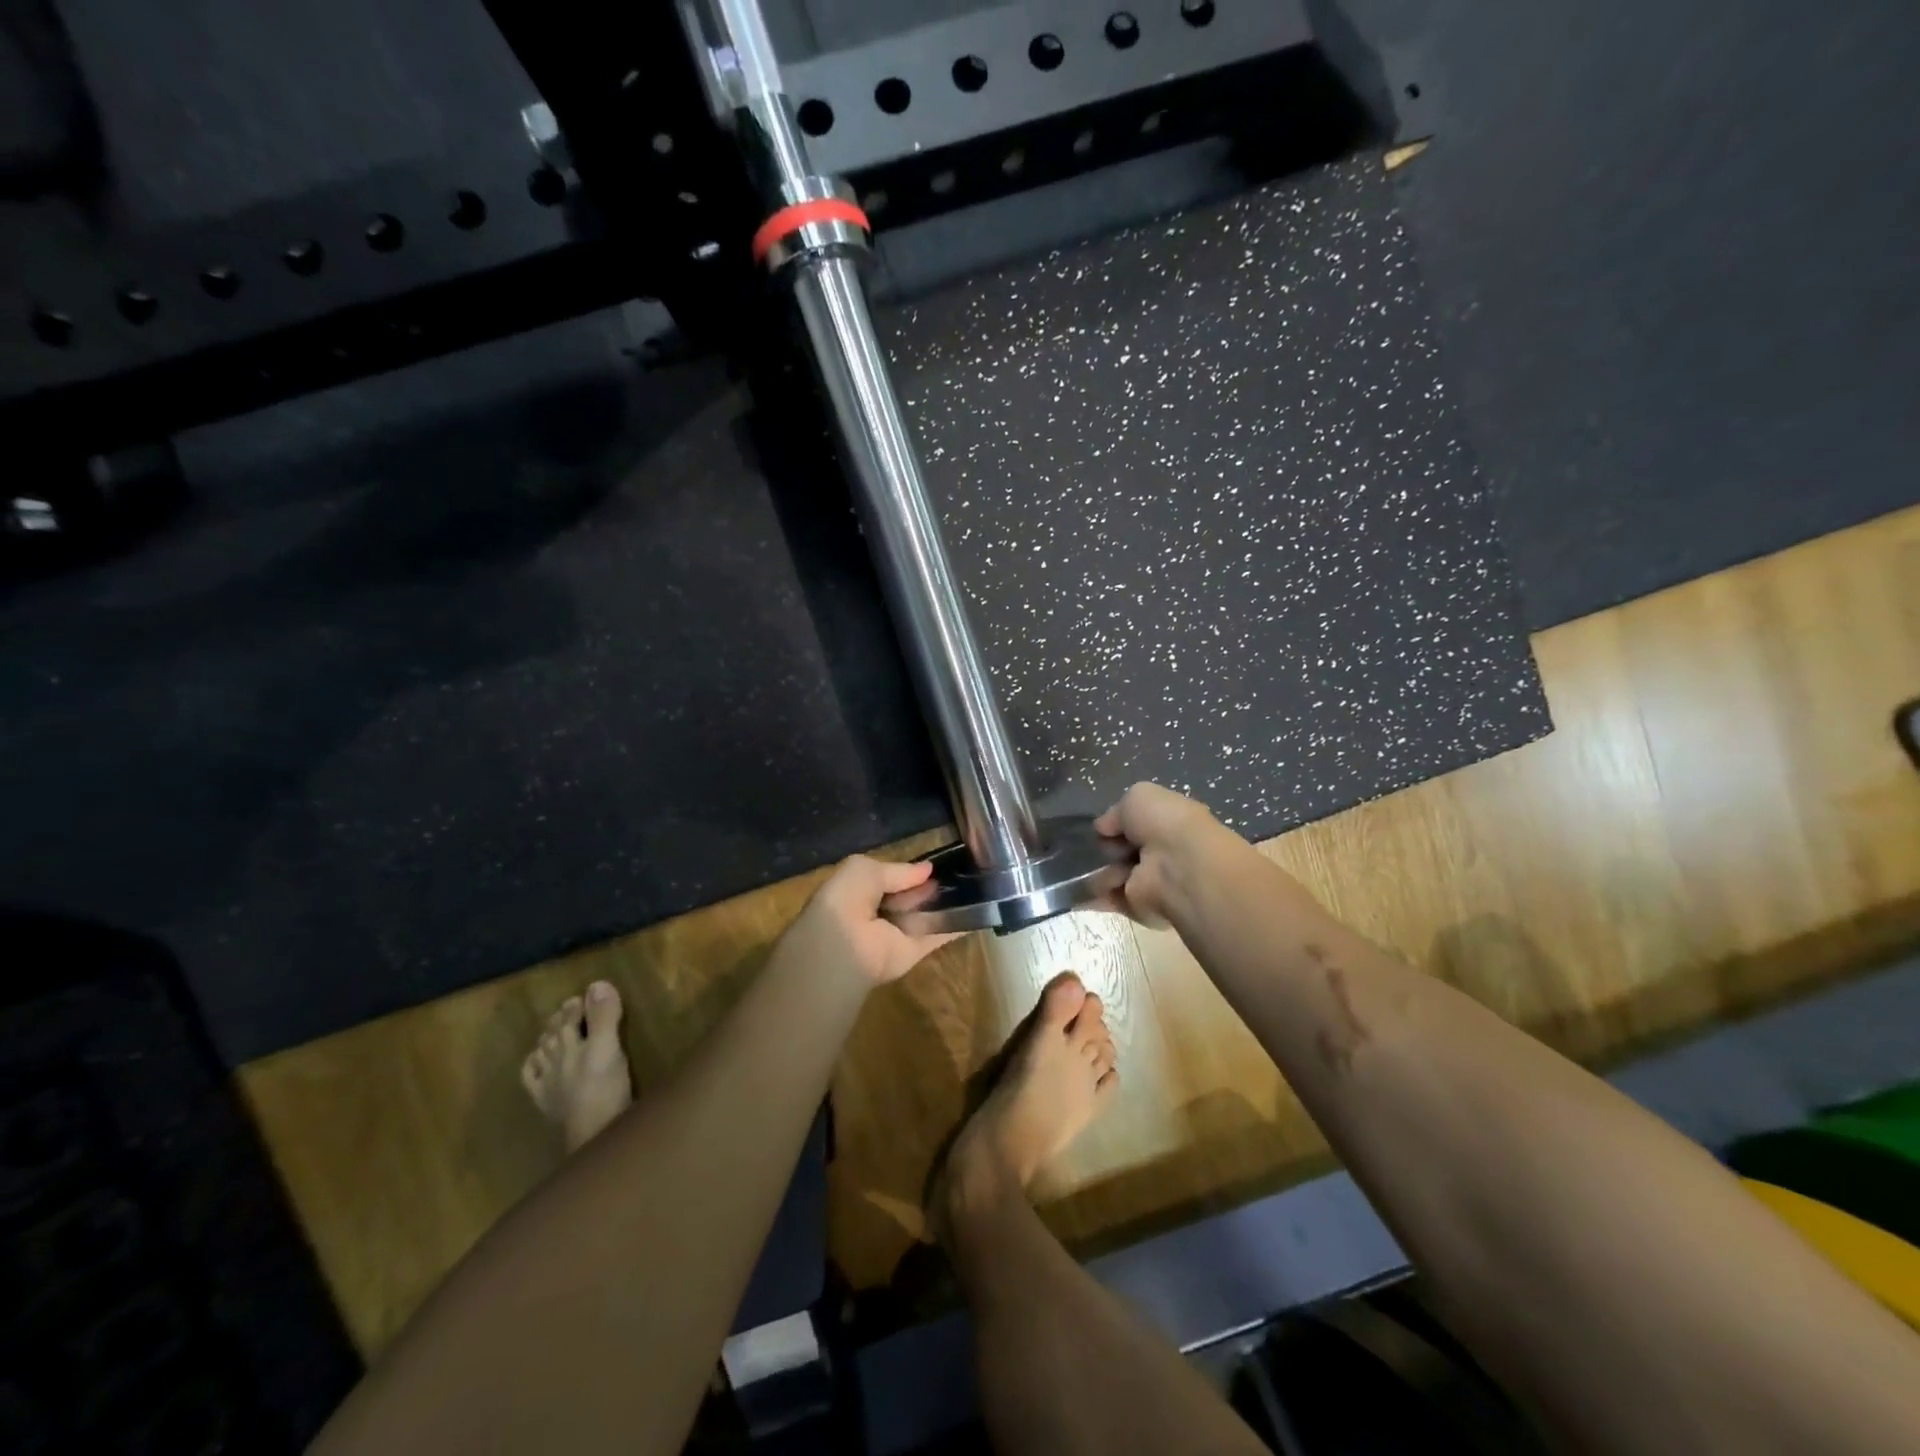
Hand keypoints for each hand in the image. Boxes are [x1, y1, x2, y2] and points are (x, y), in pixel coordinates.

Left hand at [785, 856, 959, 988]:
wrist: (842, 947)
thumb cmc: (846, 900)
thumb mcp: (864, 869)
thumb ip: (897, 870)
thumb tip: (928, 869)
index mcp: (860, 891)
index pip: (889, 878)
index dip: (909, 871)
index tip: (936, 863)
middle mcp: (879, 912)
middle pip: (910, 897)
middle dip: (930, 886)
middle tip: (960, 871)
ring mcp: (898, 933)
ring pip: (925, 915)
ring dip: (946, 903)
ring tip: (976, 884)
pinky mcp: (915, 952)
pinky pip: (939, 936)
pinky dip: (958, 926)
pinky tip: (980, 912)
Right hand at [1093, 782, 1236, 926]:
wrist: (1179, 866)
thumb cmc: (1164, 823)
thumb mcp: (1138, 797)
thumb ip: (1117, 811)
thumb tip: (1103, 827)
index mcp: (1169, 823)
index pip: (1138, 824)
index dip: (1119, 823)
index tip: (1105, 827)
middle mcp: (1162, 852)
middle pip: (1123, 850)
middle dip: (1108, 848)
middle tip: (1105, 847)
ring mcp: (1152, 881)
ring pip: (1115, 874)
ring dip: (1103, 871)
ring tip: (1103, 866)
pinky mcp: (1141, 907)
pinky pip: (1113, 900)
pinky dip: (1096, 896)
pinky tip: (1084, 889)